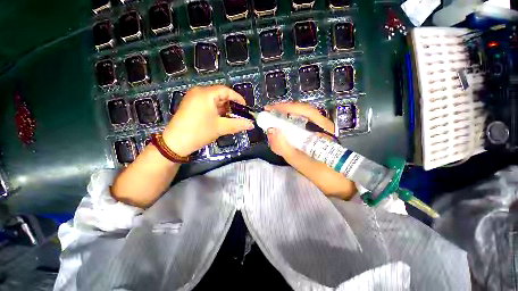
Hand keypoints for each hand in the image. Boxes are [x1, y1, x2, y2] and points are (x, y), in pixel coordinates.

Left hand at [162, 86, 253, 155]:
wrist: (176, 143)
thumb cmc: (200, 132)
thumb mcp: (221, 128)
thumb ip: (238, 124)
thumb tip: (251, 125)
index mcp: (206, 94)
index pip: (226, 91)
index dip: (237, 98)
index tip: (244, 108)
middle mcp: (199, 92)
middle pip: (220, 94)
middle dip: (231, 105)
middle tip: (238, 115)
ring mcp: (193, 98)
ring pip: (213, 100)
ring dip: (223, 108)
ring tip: (229, 119)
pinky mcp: (190, 105)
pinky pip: (207, 103)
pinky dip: (215, 110)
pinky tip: (219, 119)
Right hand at [265, 102, 356, 199]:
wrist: (344, 187)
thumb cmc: (328, 176)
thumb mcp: (305, 165)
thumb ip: (287, 149)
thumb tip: (271, 131)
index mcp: (324, 129)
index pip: (304, 110)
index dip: (286, 107)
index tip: (269, 109)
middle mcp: (322, 127)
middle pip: (301, 113)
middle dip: (283, 112)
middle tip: (268, 114)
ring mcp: (319, 133)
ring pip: (301, 121)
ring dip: (285, 119)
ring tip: (272, 121)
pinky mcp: (315, 141)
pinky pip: (301, 130)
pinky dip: (289, 129)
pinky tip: (281, 132)